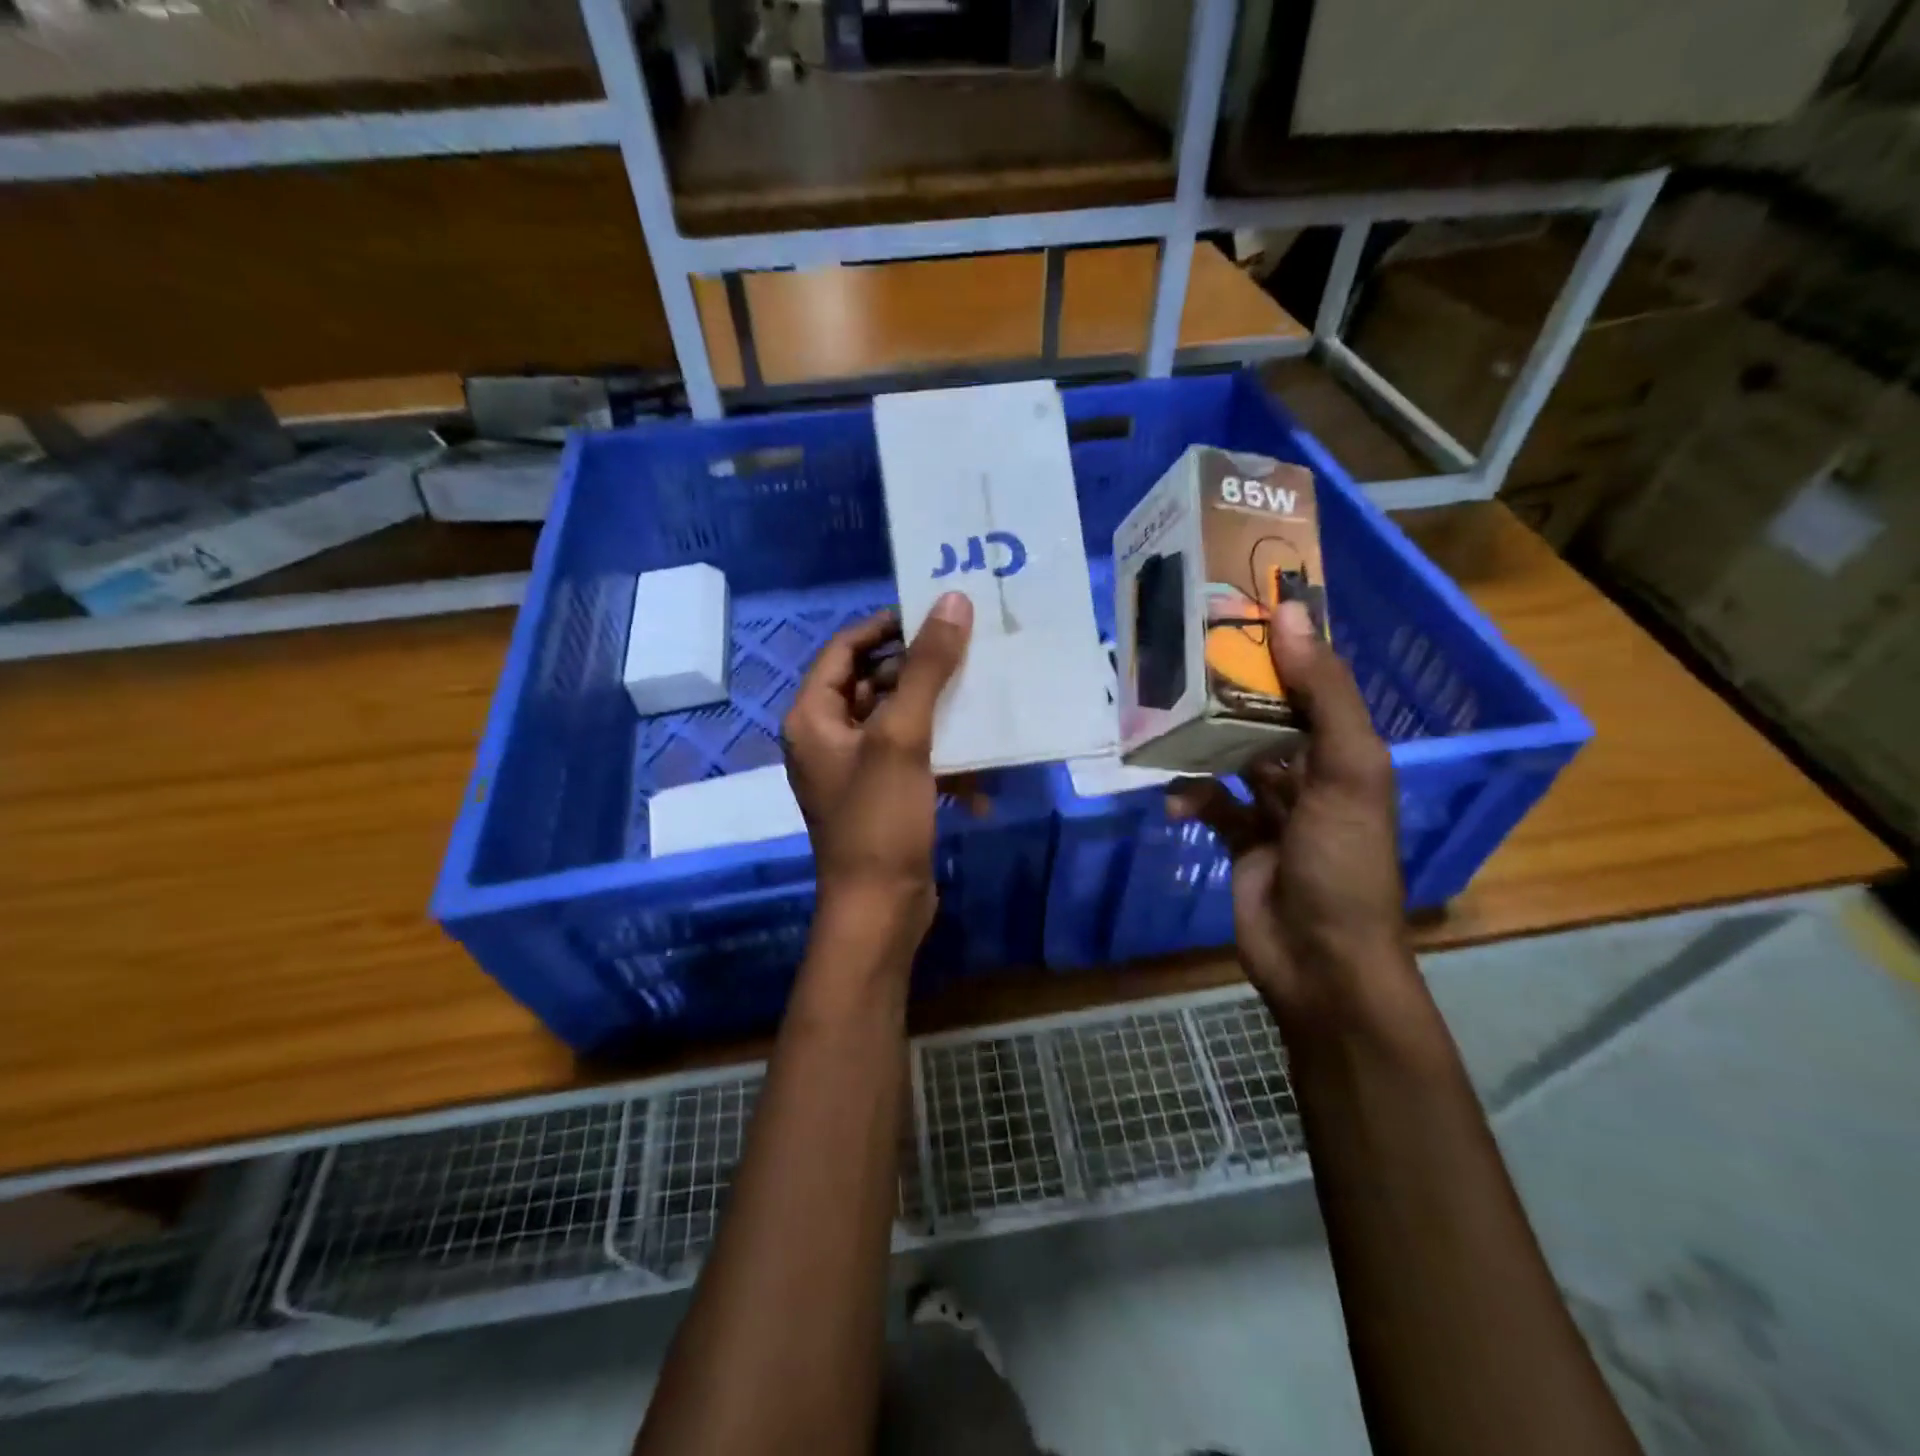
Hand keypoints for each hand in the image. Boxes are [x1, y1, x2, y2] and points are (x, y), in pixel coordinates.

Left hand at [782, 592, 973, 939]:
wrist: (880, 909)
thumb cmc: (880, 819)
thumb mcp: (903, 737)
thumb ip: (926, 668)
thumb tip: (951, 602)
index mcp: (813, 717)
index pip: (845, 649)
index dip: (886, 626)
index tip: (933, 613)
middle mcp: (827, 738)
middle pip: (873, 683)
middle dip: (920, 671)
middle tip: (967, 653)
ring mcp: (854, 770)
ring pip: (898, 721)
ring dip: (938, 716)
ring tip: (981, 702)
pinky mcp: (882, 796)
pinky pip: (912, 759)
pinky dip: (942, 762)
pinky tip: (978, 782)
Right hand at [1167, 600, 1409, 1029]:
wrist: (1320, 961)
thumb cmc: (1343, 861)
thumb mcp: (1348, 769)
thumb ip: (1323, 695)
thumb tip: (1289, 612)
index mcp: (1346, 750)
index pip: (1312, 682)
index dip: (1281, 647)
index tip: (1236, 609)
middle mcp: (1311, 773)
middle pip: (1265, 717)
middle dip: (1228, 693)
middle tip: (1181, 660)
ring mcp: (1273, 809)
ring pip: (1232, 757)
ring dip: (1202, 743)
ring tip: (1164, 719)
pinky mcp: (1239, 839)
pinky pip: (1210, 803)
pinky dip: (1190, 796)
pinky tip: (1173, 799)